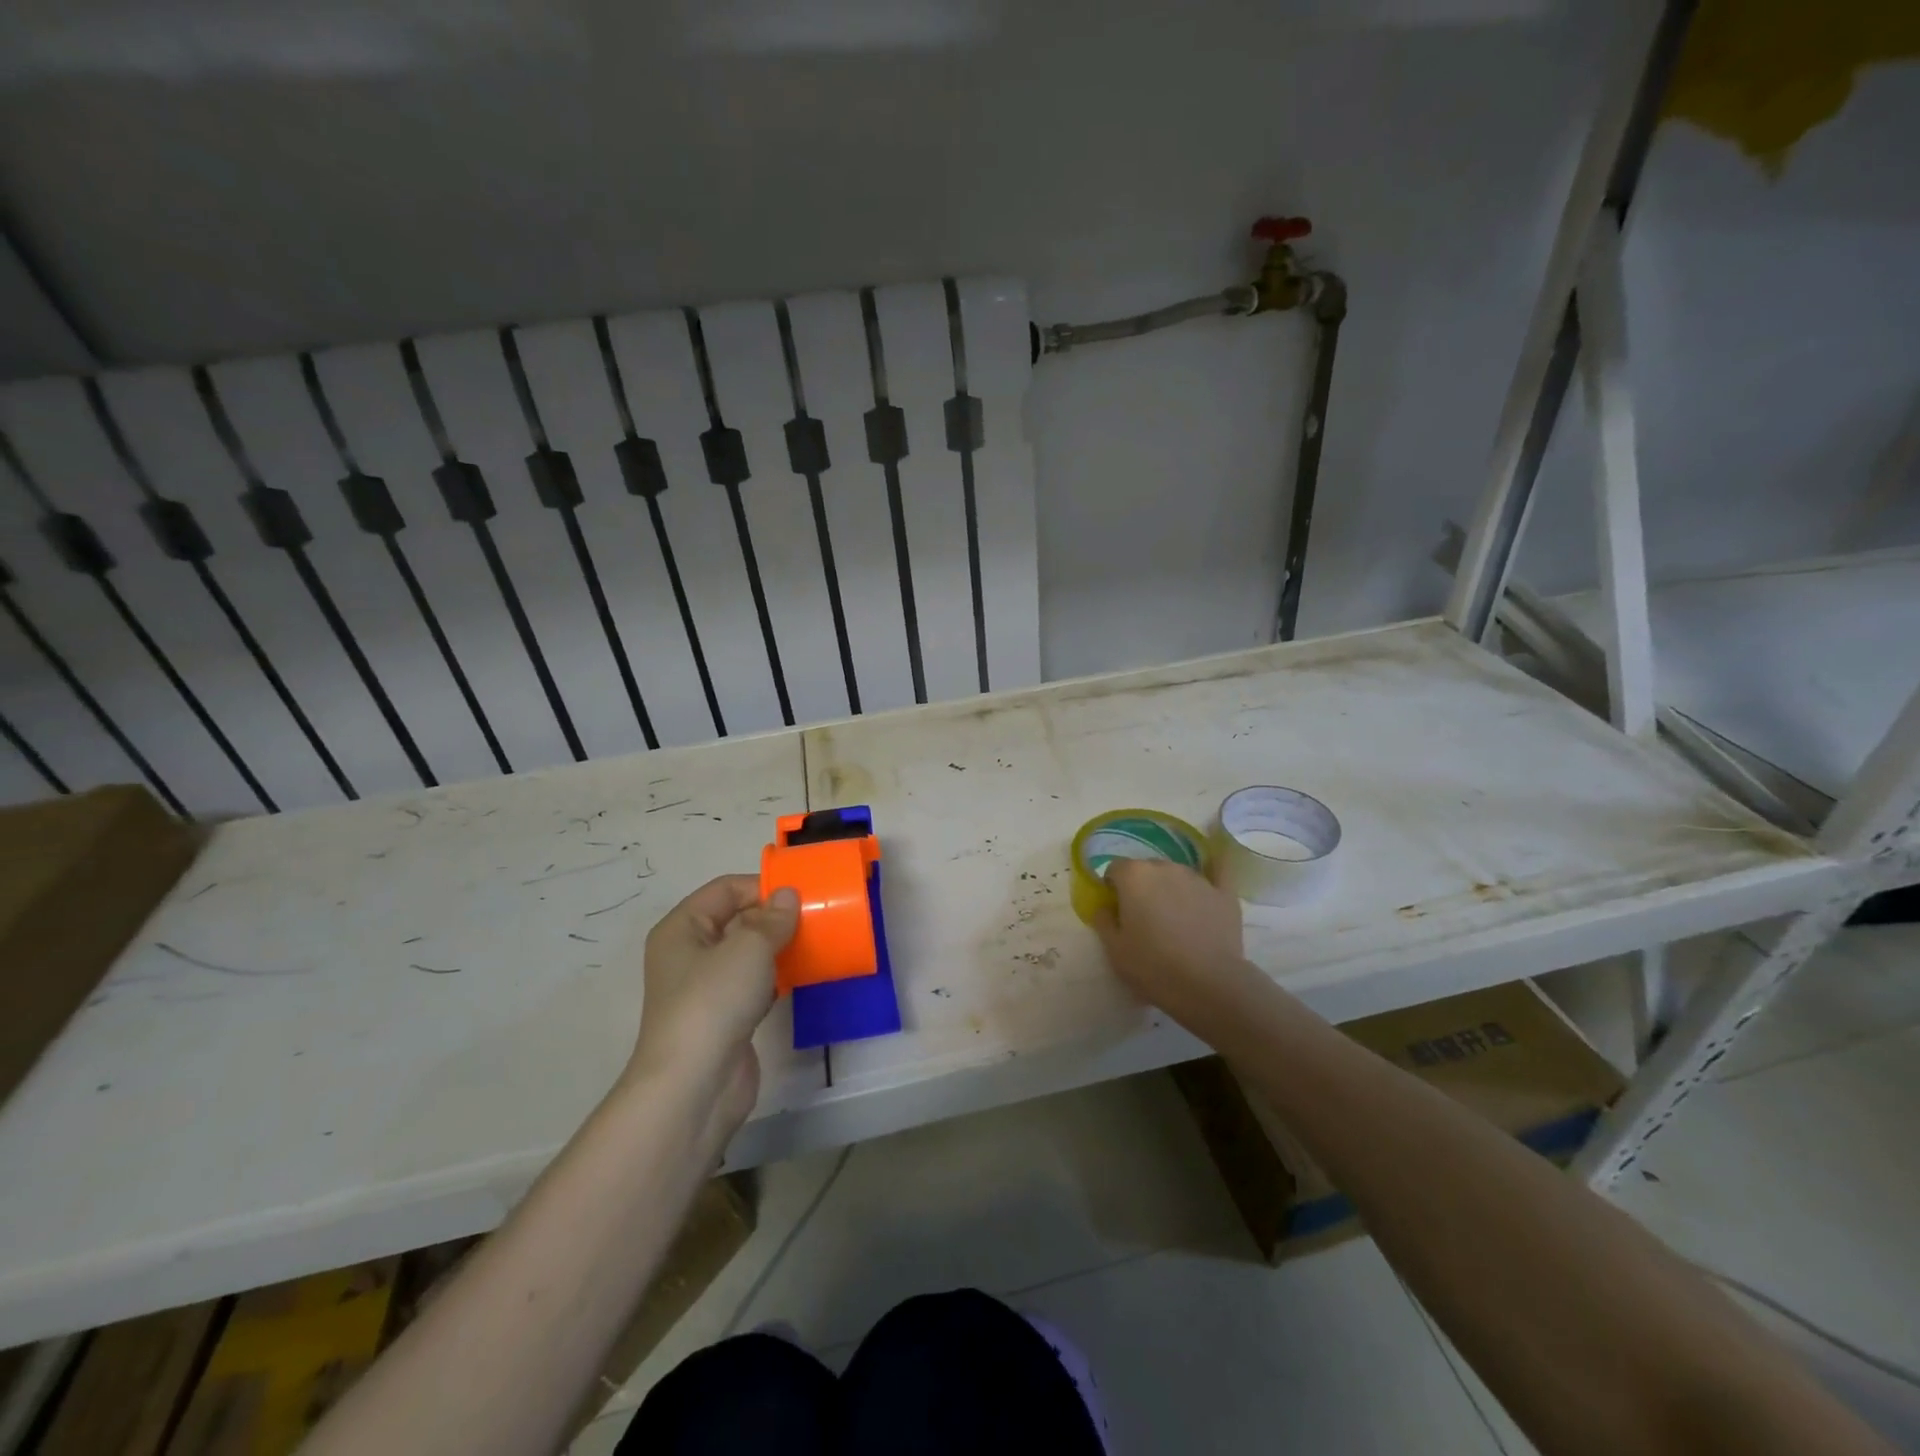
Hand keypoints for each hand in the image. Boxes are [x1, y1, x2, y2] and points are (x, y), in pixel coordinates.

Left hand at [626, 876, 798, 1137]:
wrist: (694, 1086)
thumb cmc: (714, 1002)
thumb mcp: (748, 947)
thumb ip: (773, 918)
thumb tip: (788, 896)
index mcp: (682, 928)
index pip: (725, 889)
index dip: (762, 886)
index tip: (801, 894)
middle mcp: (689, 954)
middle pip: (737, 920)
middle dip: (774, 917)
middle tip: (816, 918)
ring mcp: (706, 988)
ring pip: (748, 954)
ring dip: (779, 947)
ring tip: (816, 942)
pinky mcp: (725, 1017)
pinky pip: (755, 984)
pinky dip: (778, 978)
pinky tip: (804, 976)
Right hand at [1091, 859, 1258, 1034]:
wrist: (1208, 984)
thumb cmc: (1152, 966)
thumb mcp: (1113, 949)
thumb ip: (1103, 919)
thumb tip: (1106, 907)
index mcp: (1134, 876)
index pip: (1115, 869)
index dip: (1113, 889)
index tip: (1117, 911)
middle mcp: (1165, 867)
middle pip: (1146, 869)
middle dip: (1142, 887)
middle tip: (1144, 919)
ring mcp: (1197, 877)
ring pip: (1176, 875)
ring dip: (1170, 888)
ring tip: (1175, 919)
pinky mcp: (1224, 892)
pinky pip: (1218, 870)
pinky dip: (1213, 868)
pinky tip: (1215, 865)